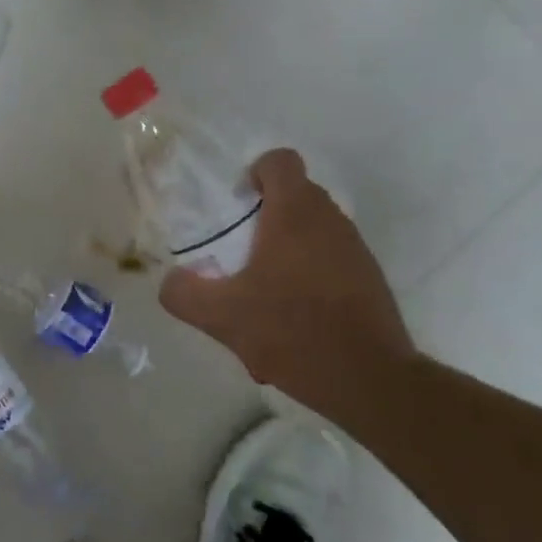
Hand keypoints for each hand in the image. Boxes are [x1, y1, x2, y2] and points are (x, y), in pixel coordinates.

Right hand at [158, 149, 415, 417]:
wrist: (371, 381)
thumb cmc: (292, 331)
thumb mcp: (221, 316)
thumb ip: (184, 293)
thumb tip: (171, 281)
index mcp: (294, 214)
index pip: (280, 161)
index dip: (256, 172)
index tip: (238, 204)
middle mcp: (330, 221)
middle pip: (296, 194)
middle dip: (265, 214)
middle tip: (239, 250)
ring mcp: (355, 250)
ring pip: (314, 230)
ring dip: (287, 248)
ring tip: (263, 293)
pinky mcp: (370, 280)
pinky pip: (331, 260)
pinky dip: (309, 276)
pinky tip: (293, 319)